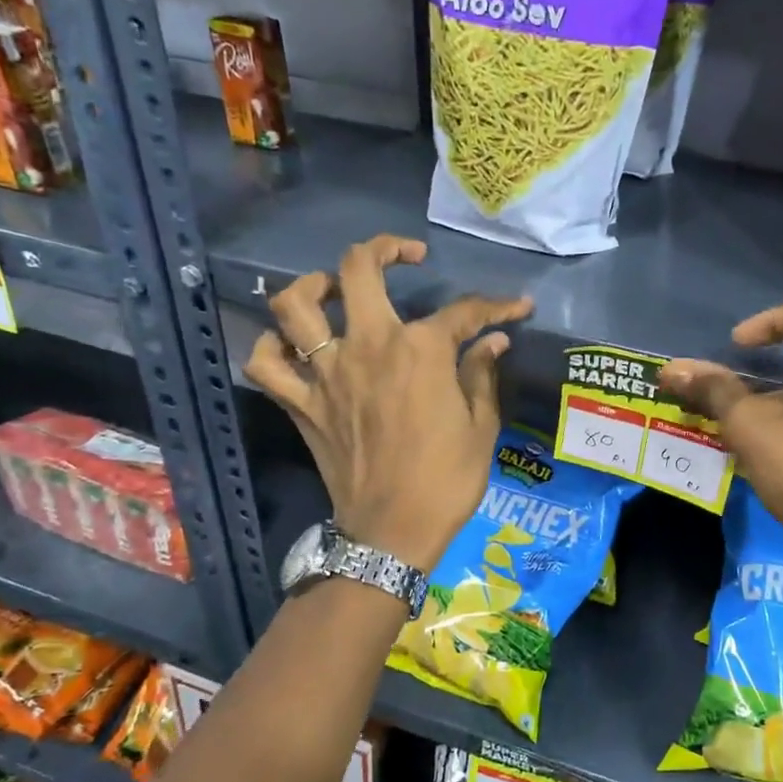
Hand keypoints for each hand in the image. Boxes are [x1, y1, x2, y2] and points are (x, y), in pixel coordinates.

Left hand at [245, 235, 532, 571]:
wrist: (393, 532)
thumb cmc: (447, 480)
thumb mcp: (481, 427)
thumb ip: (482, 375)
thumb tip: (494, 342)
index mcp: (421, 351)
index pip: (463, 312)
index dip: (495, 306)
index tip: (516, 307)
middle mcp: (368, 346)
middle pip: (358, 269)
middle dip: (385, 249)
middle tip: (405, 256)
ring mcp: (326, 373)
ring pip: (295, 305)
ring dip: (313, 285)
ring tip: (334, 289)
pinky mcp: (300, 403)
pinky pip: (266, 363)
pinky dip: (273, 348)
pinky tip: (294, 347)